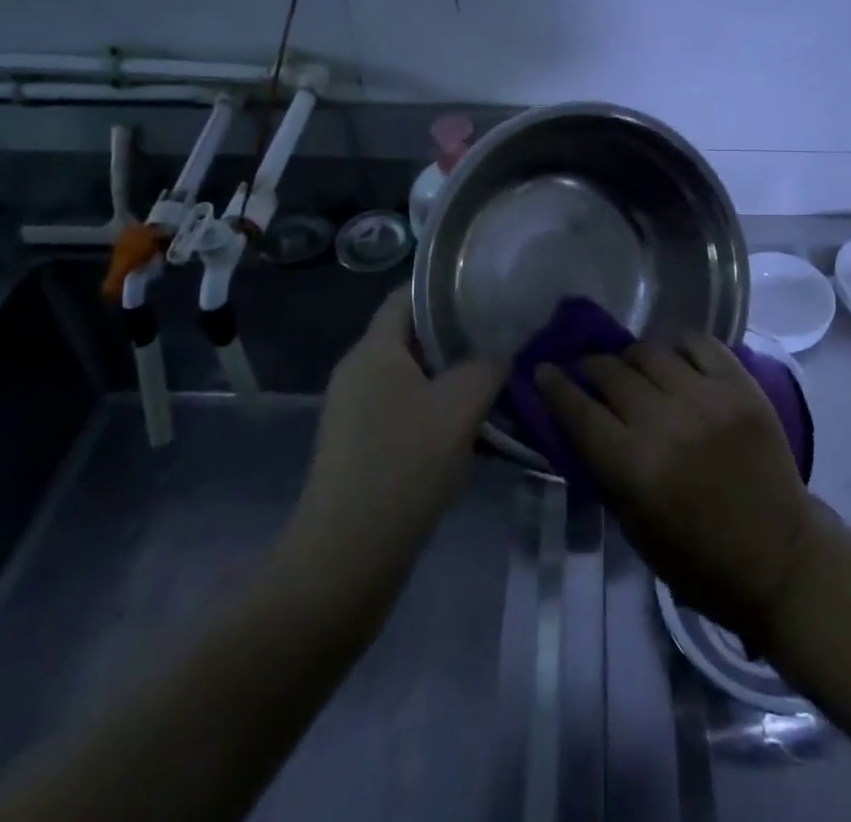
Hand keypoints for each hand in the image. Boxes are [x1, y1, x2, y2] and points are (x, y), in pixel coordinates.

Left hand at [299, 287, 502, 567]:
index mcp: (373, 350)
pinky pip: (404, 410)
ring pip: (412, 377)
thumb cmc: (402, 466)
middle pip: (412, 336)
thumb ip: (488, 366)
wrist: (345, 561)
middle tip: (503, 339)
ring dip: (452, 378)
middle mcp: (358, 372)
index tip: (488, 292)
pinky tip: (471, 430)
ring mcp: (355, 412)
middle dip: (458, 336)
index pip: (407, 295)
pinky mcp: (360, 447)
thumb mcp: (460, 407)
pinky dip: (437, 410)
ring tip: (496, 382)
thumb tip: (504, 350)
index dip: (446, 288)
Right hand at [535, 334, 821, 640]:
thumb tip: (581, 422)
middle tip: (584, 369)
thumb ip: (606, 469)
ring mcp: (707, 398)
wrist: (780, 557)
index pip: (579, 411)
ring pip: (650, 351)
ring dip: (629, 355)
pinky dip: (677, 342)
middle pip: (610, 373)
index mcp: (635, 467)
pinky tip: (670, 353)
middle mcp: (666, 422)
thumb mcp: (634, 528)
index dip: (554, 386)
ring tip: (628, 364)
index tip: (542, 369)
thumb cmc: (699, 559)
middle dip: (588, 367)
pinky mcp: (740, 385)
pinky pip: (700, 342)